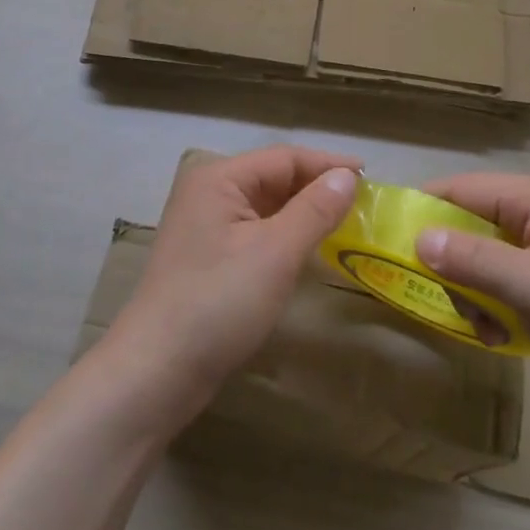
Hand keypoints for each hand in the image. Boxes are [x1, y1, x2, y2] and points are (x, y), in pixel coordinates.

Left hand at [110, 146, 360, 416]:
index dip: (328, 164)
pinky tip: (308, 249)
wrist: (158, 371)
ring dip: (302, 212)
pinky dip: (284, 236)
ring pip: (265, 207)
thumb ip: (314, 209)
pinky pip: (255, 232)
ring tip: (345, 223)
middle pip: (273, 178)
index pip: (284, 158)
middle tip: (364, 204)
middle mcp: (208, 192)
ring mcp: (205, 226)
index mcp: (219, 178)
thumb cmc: (219, 302)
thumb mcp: (275, 252)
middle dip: (317, 188)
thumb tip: (347, 175)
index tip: (372, 178)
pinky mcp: (208, 257)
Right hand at [417, 173, 529, 429]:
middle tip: (452, 304)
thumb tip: (419, 237)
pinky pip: (502, 278)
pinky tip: (502, 335)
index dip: (424, 211)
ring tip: (485, 328)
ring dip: (472, 291)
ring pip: (481, 254)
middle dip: (452, 264)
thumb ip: (476, 260)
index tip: (391, 245)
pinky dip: (492, 304)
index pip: (463, 188)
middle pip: (469, 221)